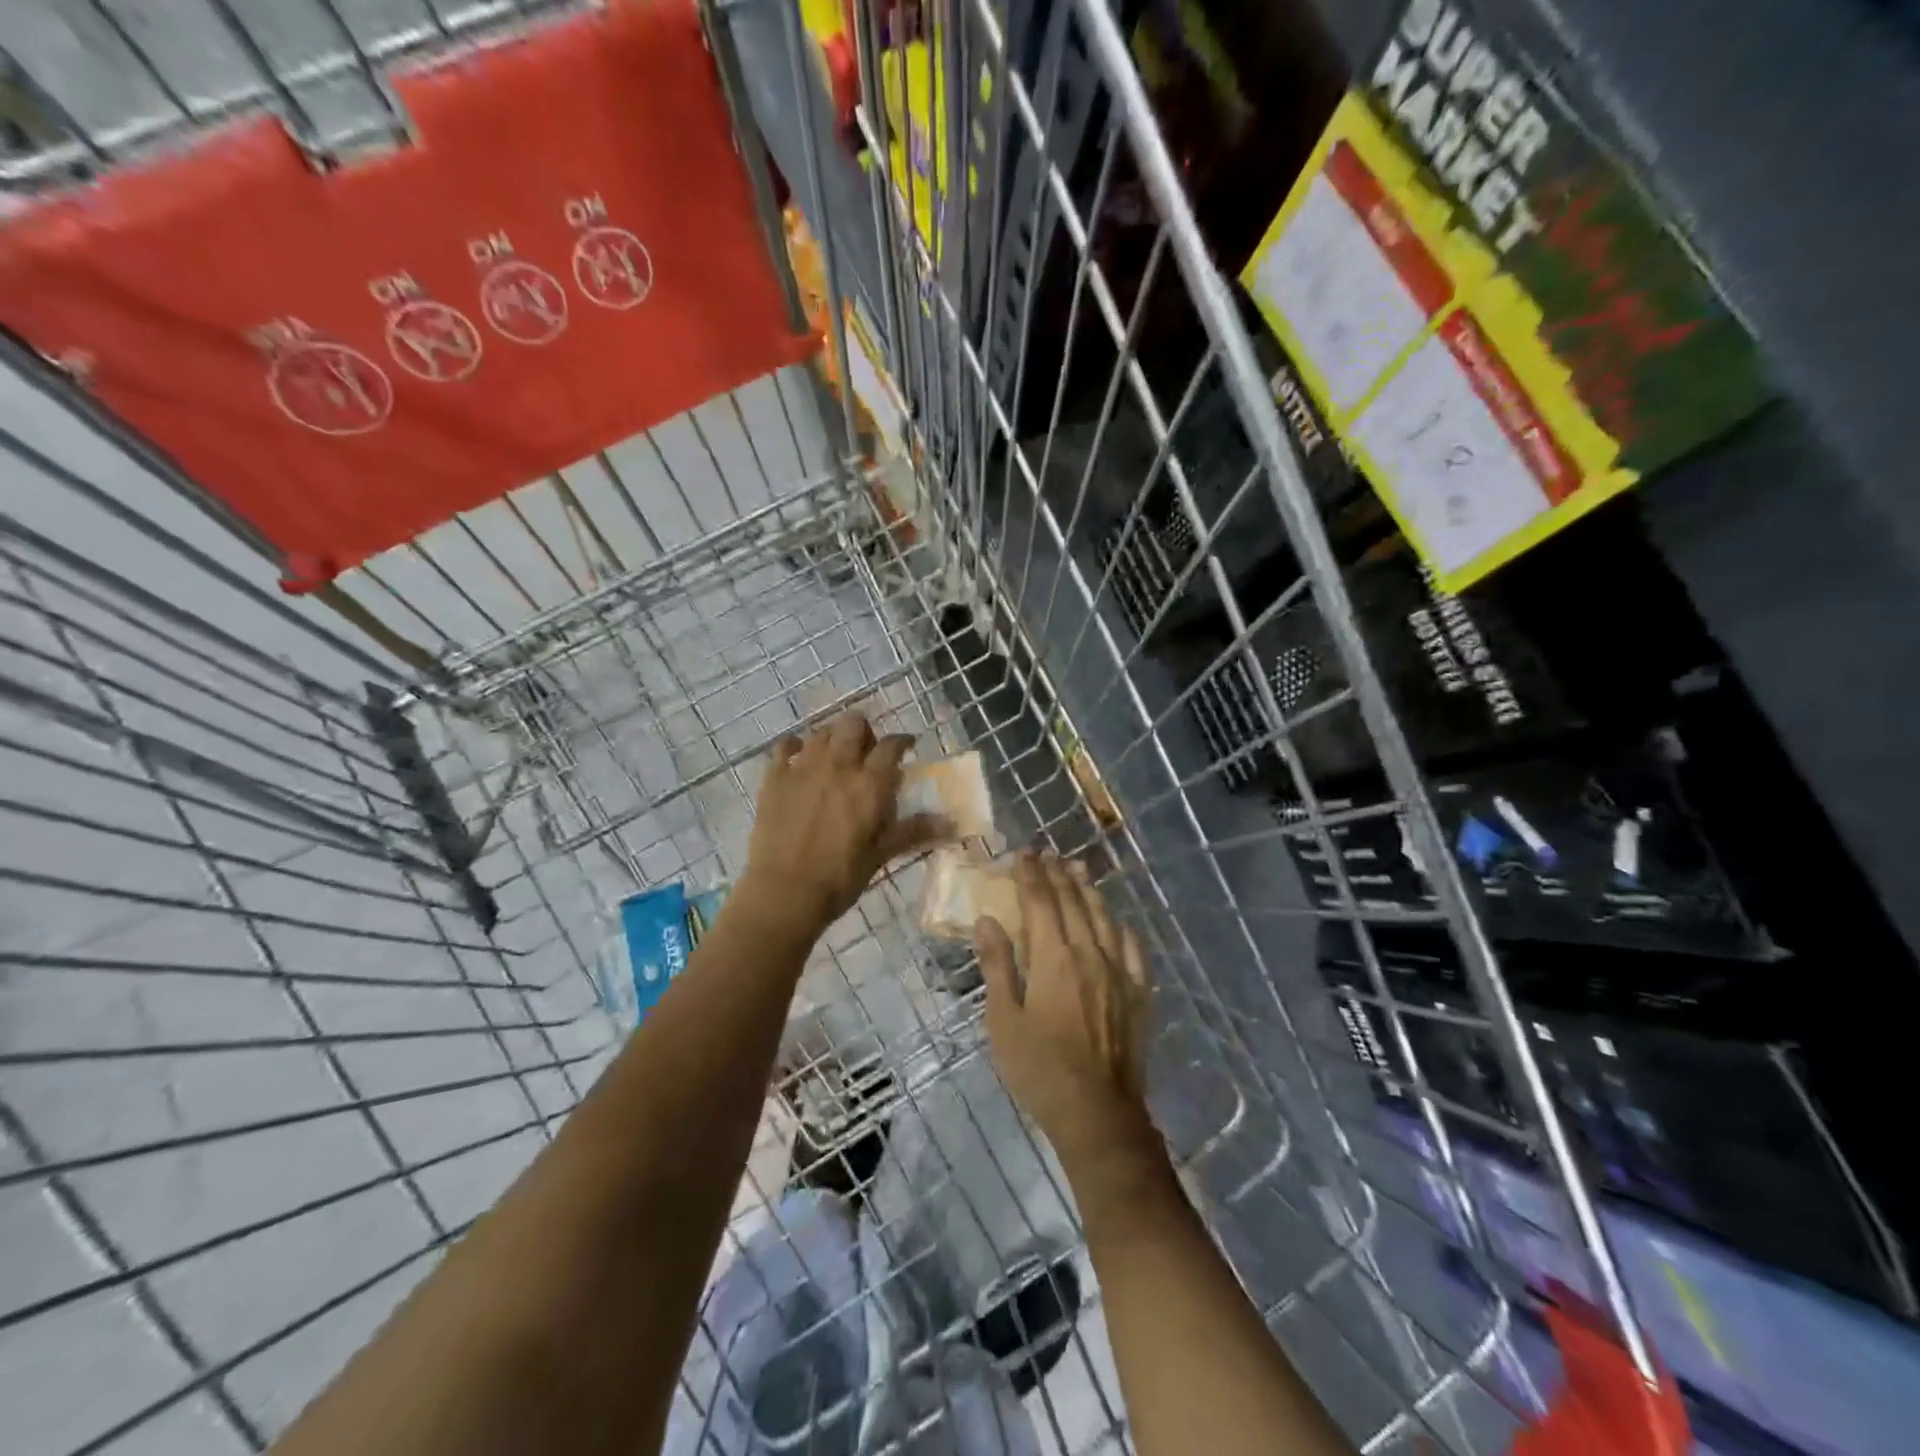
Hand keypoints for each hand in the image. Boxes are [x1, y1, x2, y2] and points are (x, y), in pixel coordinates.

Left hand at [741, 712, 946, 936]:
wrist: (784, 892)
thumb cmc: (840, 877)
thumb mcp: (881, 854)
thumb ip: (914, 831)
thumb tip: (952, 824)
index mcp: (869, 783)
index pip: (891, 745)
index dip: (902, 741)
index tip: (906, 747)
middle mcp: (837, 765)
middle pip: (853, 724)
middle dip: (864, 731)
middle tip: (867, 751)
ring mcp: (802, 768)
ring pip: (821, 732)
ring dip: (833, 738)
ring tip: (836, 756)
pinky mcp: (774, 778)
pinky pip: (784, 747)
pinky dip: (795, 747)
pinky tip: (798, 758)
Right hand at [975, 852, 1154, 1164]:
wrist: (1097, 1113)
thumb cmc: (1039, 1069)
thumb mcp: (1004, 1020)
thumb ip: (997, 966)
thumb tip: (987, 921)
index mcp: (1054, 958)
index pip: (1041, 901)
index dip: (1031, 875)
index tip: (1024, 854)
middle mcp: (1090, 953)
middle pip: (1073, 902)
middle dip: (1058, 875)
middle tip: (1047, 854)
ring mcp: (1120, 971)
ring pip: (1104, 918)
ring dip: (1088, 891)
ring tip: (1078, 871)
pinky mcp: (1139, 993)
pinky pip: (1133, 947)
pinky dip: (1121, 926)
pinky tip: (1117, 920)